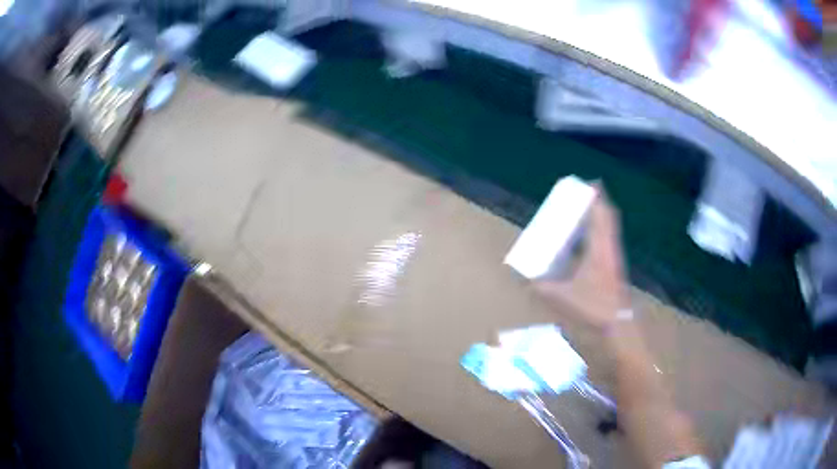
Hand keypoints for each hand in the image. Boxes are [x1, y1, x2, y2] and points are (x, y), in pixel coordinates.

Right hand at [534, 187, 628, 331]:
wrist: (618, 328)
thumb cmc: (594, 309)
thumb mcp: (562, 298)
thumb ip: (542, 289)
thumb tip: (524, 281)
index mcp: (600, 249)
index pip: (602, 215)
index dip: (597, 197)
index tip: (589, 183)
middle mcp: (609, 249)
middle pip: (607, 219)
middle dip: (597, 204)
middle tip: (582, 197)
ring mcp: (613, 259)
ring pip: (608, 231)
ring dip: (598, 219)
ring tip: (583, 214)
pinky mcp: (613, 269)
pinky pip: (606, 242)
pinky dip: (598, 235)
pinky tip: (586, 244)